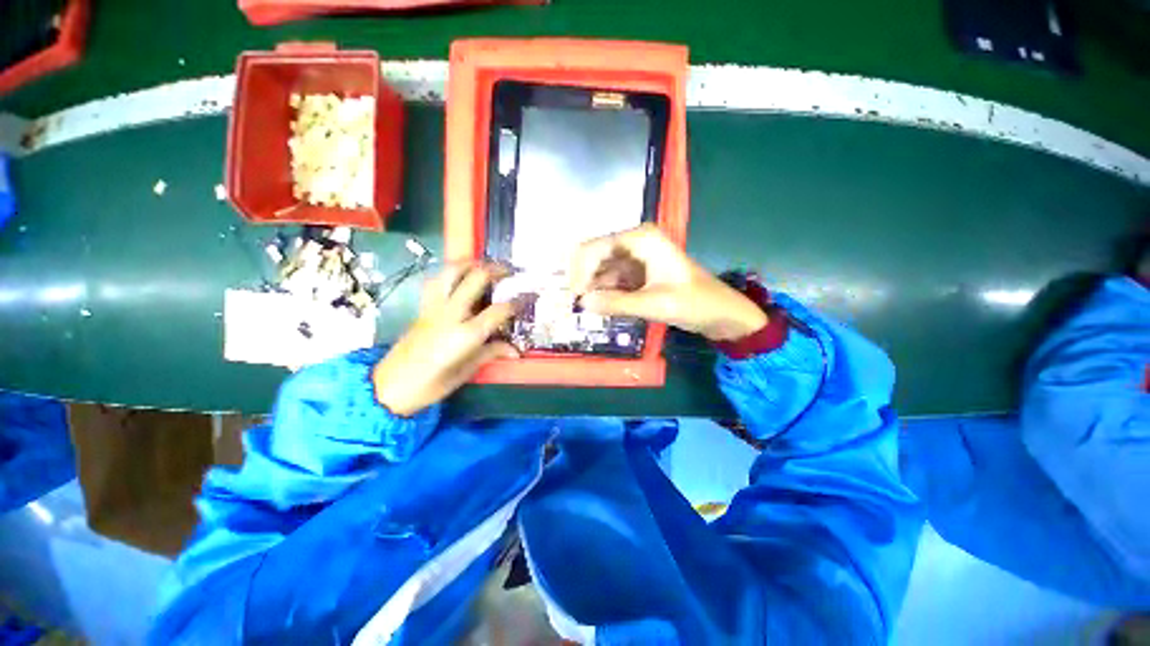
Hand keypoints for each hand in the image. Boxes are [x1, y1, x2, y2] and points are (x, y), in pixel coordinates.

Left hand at [373, 263, 518, 416]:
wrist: (388, 388)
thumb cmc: (431, 385)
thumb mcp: (466, 372)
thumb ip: (491, 353)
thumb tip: (515, 350)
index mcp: (465, 335)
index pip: (499, 310)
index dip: (518, 302)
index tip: (530, 296)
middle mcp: (450, 314)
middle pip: (475, 279)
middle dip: (496, 270)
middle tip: (510, 270)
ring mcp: (433, 308)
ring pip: (451, 272)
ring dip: (469, 263)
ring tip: (483, 264)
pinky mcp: (422, 308)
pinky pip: (435, 282)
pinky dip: (448, 273)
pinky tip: (457, 276)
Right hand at [569, 225, 767, 341]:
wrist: (720, 313)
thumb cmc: (694, 302)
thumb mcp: (655, 304)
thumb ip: (617, 303)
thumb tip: (583, 303)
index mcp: (641, 239)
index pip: (595, 248)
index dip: (580, 271)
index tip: (575, 297)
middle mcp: (634, 243)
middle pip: (594, 256)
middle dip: (582, 279)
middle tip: (574, 305)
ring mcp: (634, 259)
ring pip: (600, 269)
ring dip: (591, 288)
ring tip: (582, 309)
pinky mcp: (636, 274)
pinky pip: (610, 281)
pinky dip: (602, 293)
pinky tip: (598, 307)